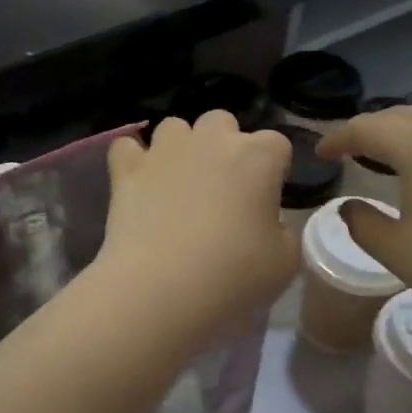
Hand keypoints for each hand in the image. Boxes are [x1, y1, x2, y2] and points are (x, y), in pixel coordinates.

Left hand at [93, 112, 298, 341]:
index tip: (266, 200)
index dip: (273, 169)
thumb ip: (283, 231)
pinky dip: (133, 160)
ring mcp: (165, 151)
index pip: (277, 144)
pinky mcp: (127, 170)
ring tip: (178, 184)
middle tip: (222, 188)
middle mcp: (211, 140)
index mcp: (258, 157)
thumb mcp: (285, 262)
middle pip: (222, 122)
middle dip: (225, 145)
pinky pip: (127, 147)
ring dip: (180, 147)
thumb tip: (268, 223)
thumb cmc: (234, 276)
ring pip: (175, 127)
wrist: (161, 289)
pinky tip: (138, 182)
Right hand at [317, 102, 411, 344]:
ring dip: (410, 125)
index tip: (322, 154)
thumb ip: (363, 224)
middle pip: (403, 115)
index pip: (368, 128)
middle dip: (372, 128)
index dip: (339, 138)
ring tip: (397, 150)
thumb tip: (349, 208)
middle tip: (353, 151)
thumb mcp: (396, 251)